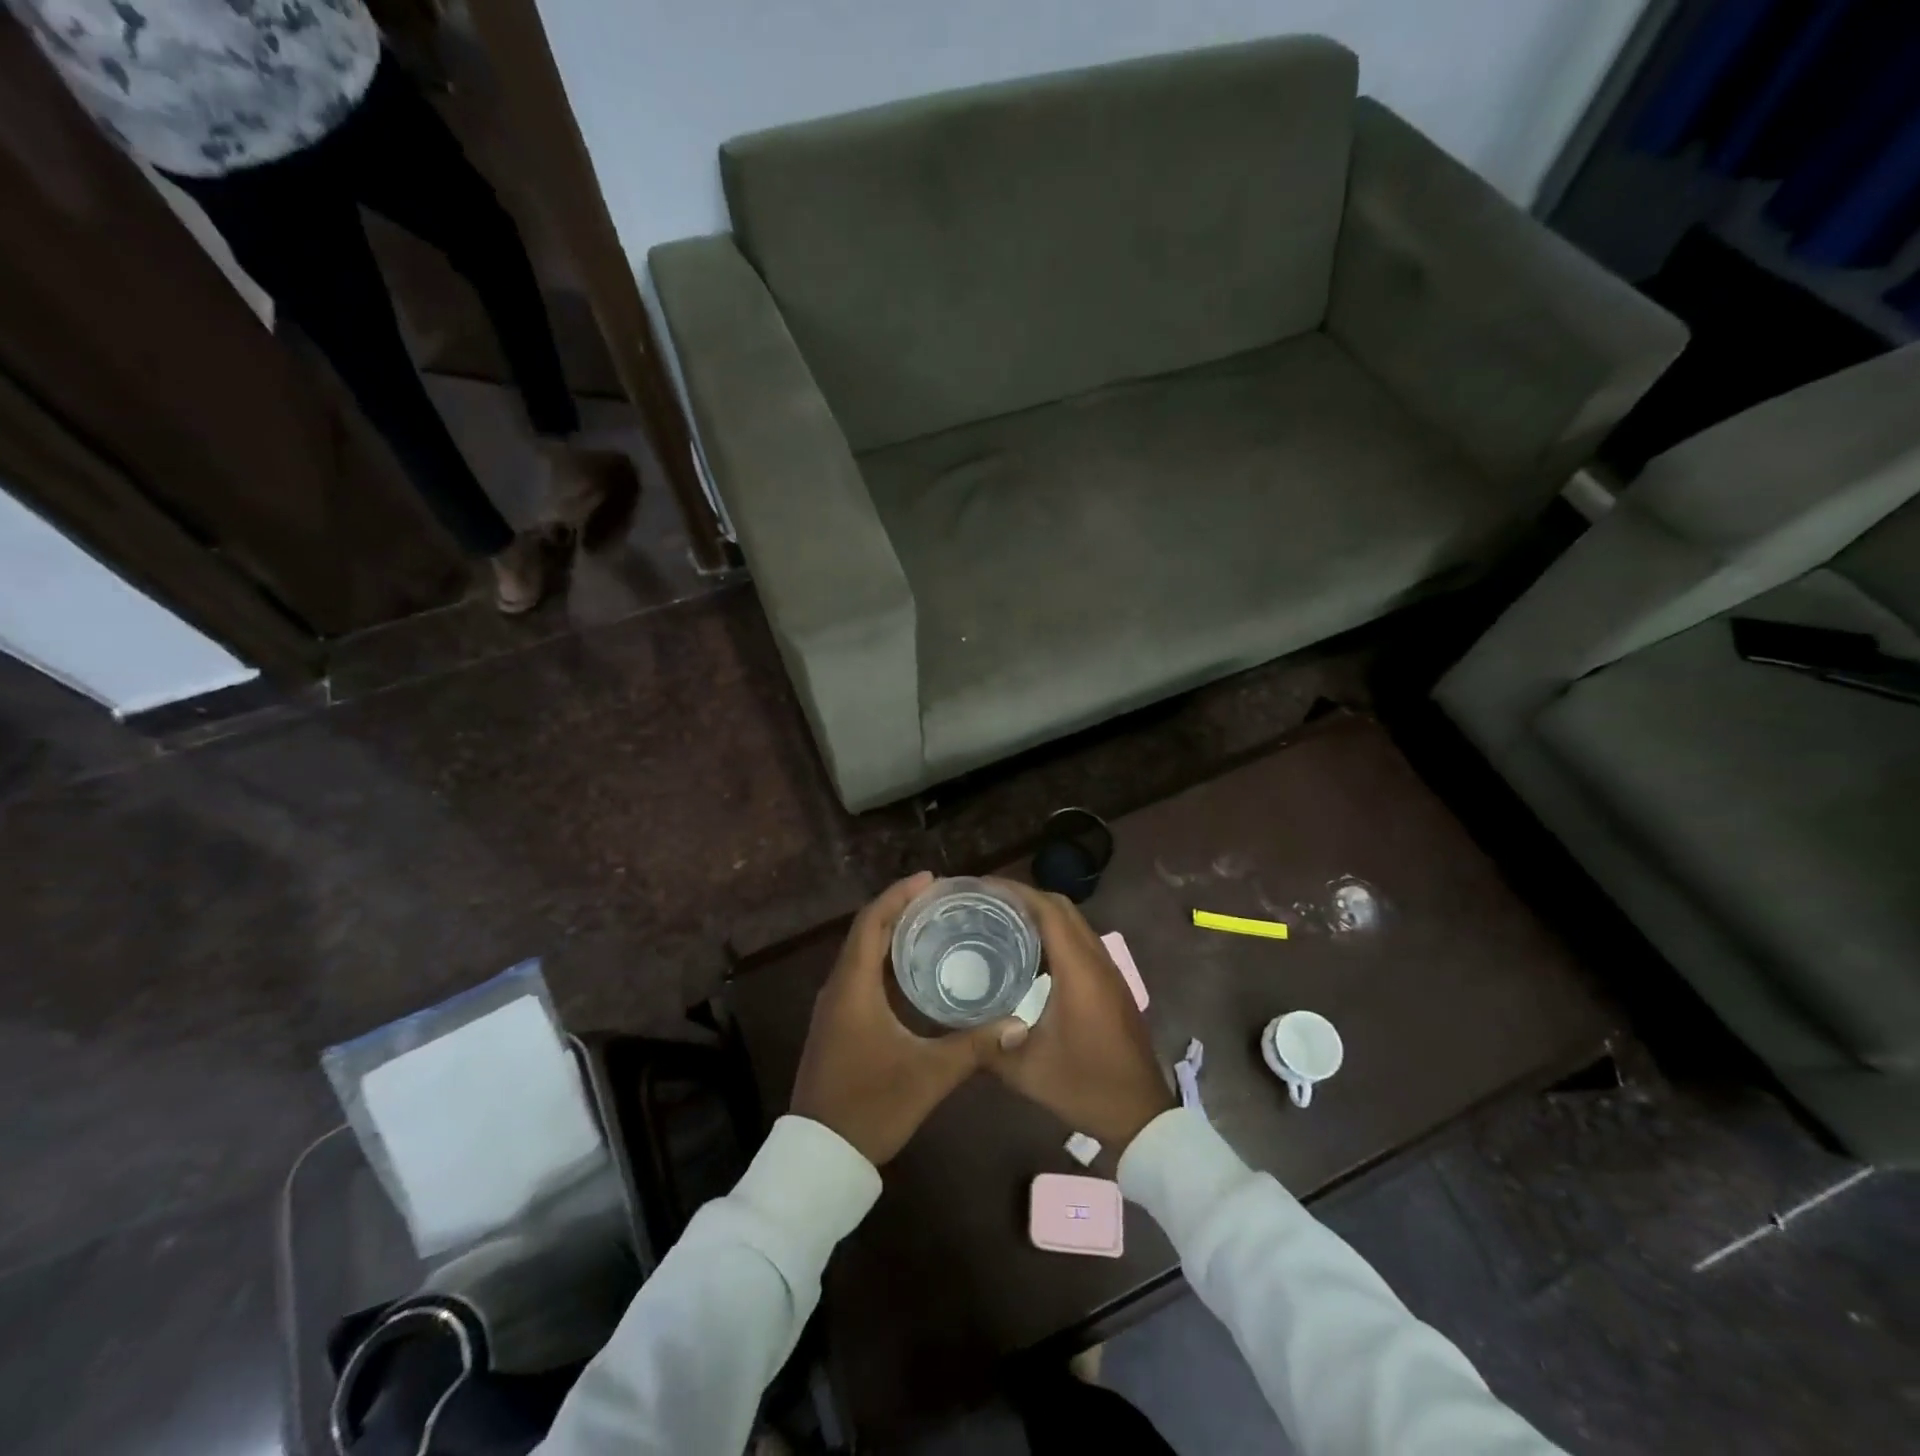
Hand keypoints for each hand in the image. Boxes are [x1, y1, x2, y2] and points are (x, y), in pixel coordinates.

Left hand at [790, 873, 1021, 1165]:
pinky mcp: (836, 1024)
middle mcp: (837, 988)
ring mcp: (833, 1007)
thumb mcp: (928, 1075)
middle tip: (940, 899)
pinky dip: (884, 960)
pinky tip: (913, 970)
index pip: (871, 923)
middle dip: (899, 909)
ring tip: (931, 924)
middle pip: (866, 932)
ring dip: (891, 934)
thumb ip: (974, 1046)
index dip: (898, 895)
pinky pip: (859, 975)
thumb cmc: (871, 1106)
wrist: (820, 1156)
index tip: (930, 880)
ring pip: (861, 954)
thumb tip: (1019, 1023)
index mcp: (853, 987)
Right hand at [984, 882, 1175, 1152]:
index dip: (1015, 892)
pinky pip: (1081, 941)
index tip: (982, 888)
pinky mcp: (1112, 984)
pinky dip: (1055, 933)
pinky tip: (1029, 953)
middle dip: (1025, 896)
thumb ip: (989, 1044)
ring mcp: (1109, 971)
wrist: (1140, 1114)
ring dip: (1042, 914)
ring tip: (1002, 920)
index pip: (1048, 910)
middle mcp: (1097, 960)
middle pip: (1062, 908)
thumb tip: (957, 1022)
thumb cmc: (1084, 1087)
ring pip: (1074, 923)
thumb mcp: (1026, 1071)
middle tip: (985, 902)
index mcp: (1079, 970)